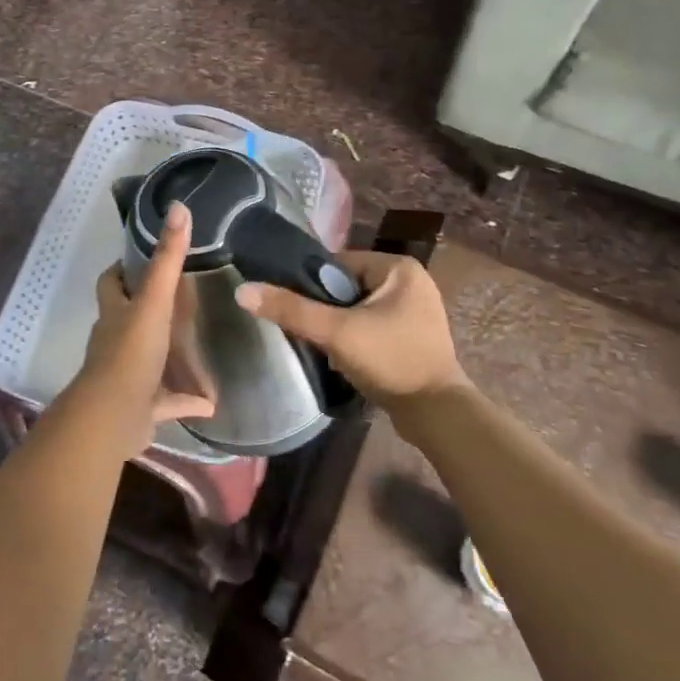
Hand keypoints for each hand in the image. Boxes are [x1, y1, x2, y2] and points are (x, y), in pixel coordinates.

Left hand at [76, 202, 217, 455]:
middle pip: (127, 318)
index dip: (122, 270)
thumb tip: (179, 207)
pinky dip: (185, 400)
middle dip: (148, 310)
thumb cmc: (131, 352)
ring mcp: (127, 375)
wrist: (113, 416)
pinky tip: (210, 402)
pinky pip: (167, 401)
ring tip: (199, 347)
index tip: (144, 258)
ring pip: (148, 360)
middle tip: (182, 298)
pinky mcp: (141, 407)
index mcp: (115, 313)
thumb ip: (168, 259)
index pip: (111, 282)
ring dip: (169, 356)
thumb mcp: (154, 301)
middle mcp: (116, 340)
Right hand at [235, 252, 465, 410]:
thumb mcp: (336, 332)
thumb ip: (291, 310)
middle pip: (346, 287)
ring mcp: (415, 309)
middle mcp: (410, 281)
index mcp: (398, 267)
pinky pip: (372, 326)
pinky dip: (357, 339)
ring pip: (357, 309)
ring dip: (340, 328)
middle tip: (313, 336)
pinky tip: (348, 361)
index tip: (299, 312)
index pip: (337, 264)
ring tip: (329, 351)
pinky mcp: (414, 335)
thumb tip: (242, 291)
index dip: (312, 287)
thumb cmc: (390, 361)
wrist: (437, 415)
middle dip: (327, 311)